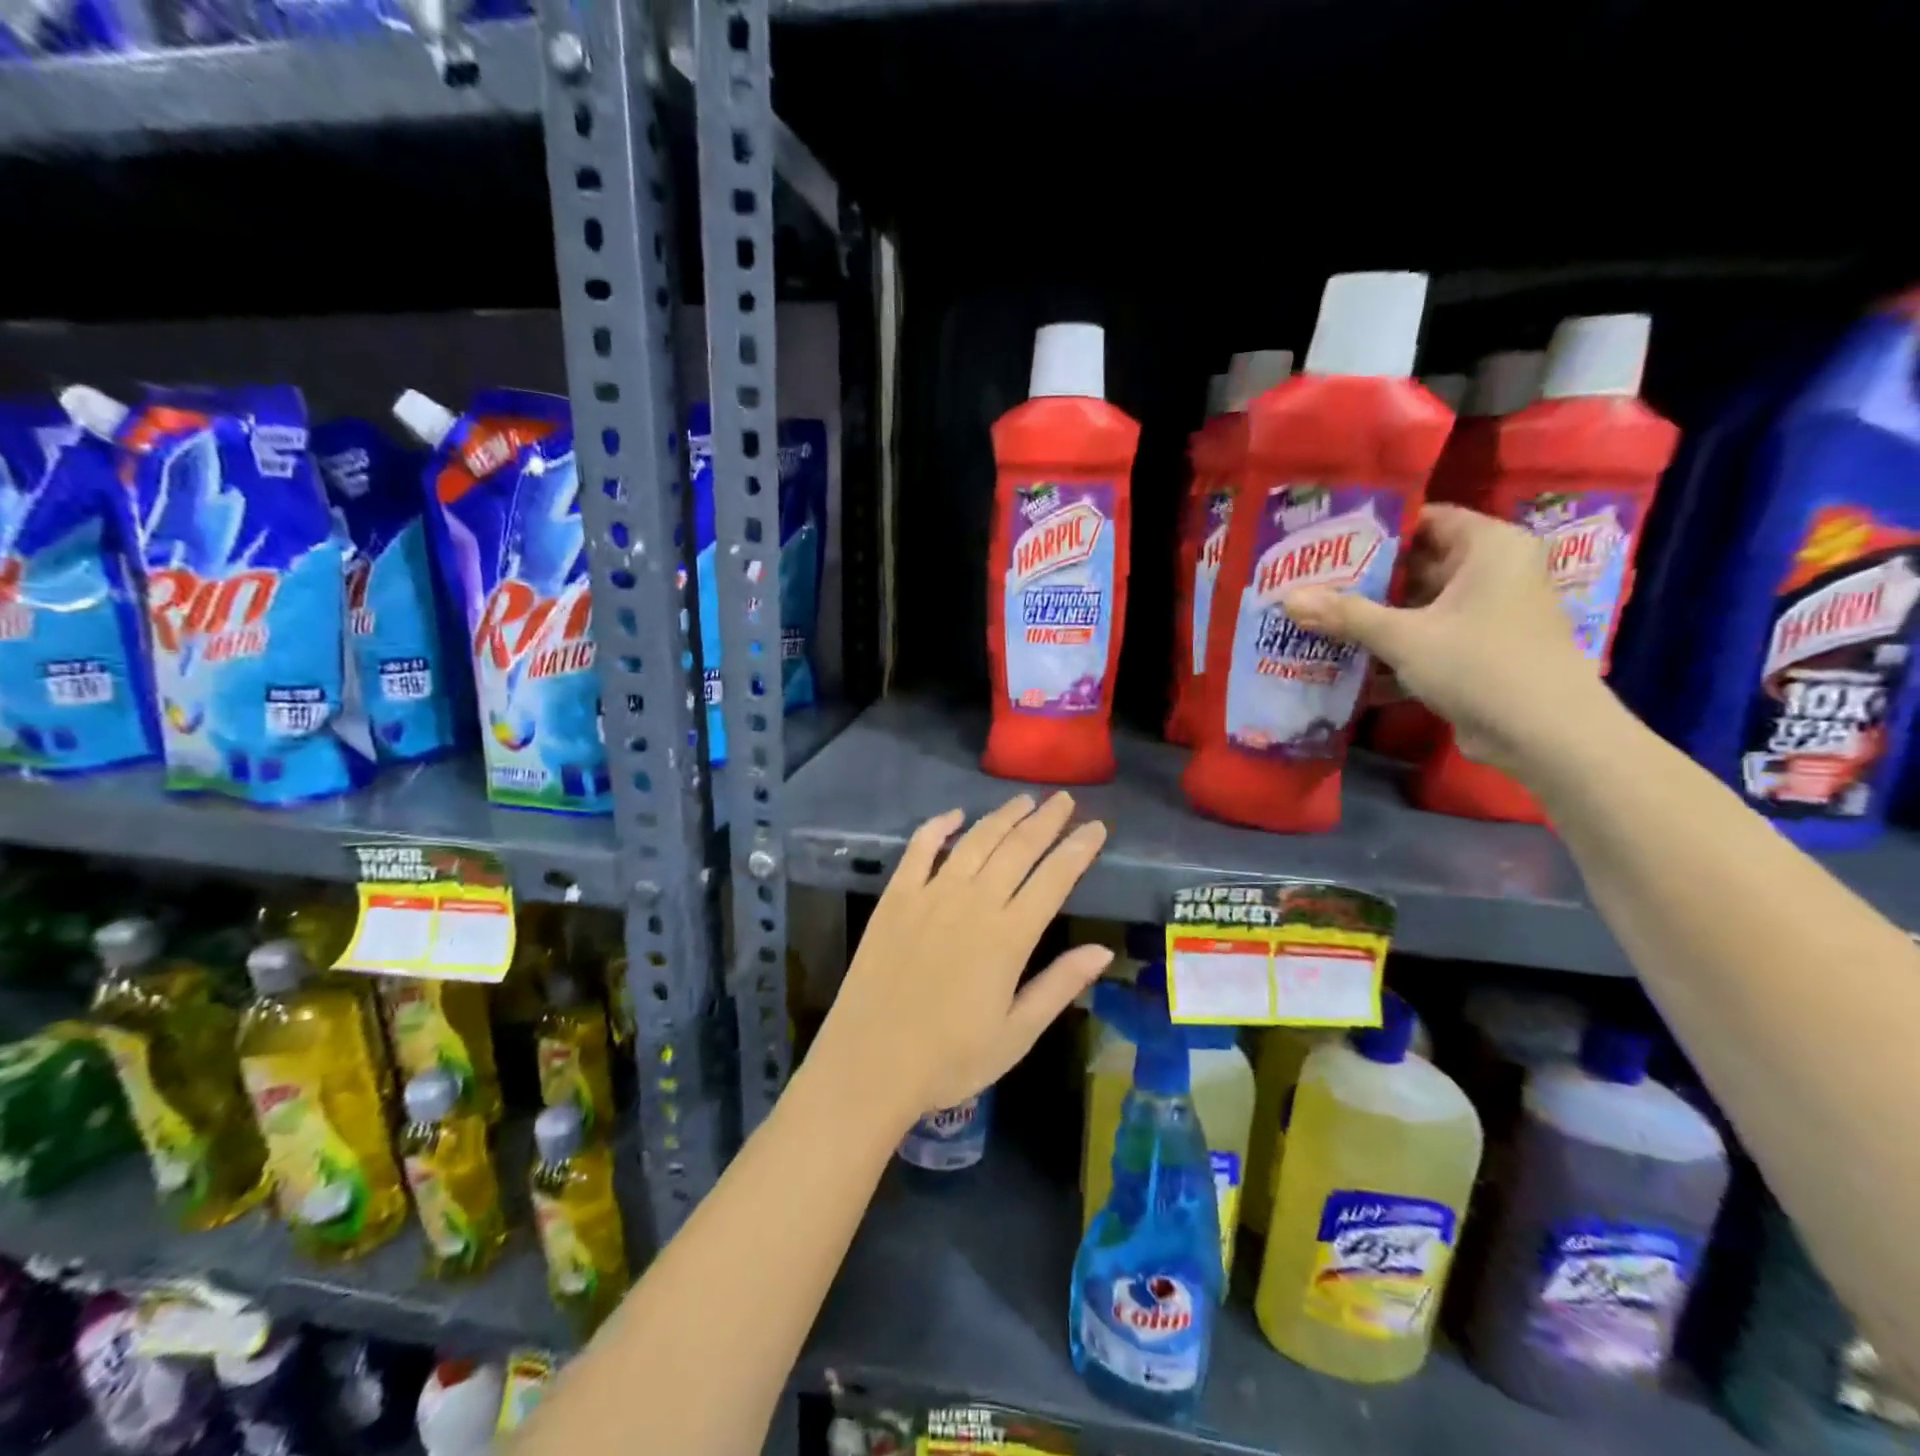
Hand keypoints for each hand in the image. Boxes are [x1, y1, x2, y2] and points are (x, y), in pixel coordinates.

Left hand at [805, 794, 1111, 1129]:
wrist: (870, 1064)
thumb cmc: (950, 1059)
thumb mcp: (1016, 1034)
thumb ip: (1059, 986)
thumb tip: (1103, 951)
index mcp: (1008, 937)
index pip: (1054, 879)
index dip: (1078, 849)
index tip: (1096, 827)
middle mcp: (973, 903)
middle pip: (1017, 849)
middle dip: (1046, 820)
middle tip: (1063, 799)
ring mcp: (931, 895)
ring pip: (975, 841)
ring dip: (1002, 816)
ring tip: (1023, 799)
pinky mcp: (895, 897)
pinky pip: (920, 849)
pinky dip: (938, 826)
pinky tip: (954, 814)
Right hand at [1284, 504, 1612, 775]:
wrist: (1544, 736)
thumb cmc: (1480, 664)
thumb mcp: (1404, 636)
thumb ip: (1345, 614)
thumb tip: (1287, 598)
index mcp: (1490, 548)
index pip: (1426, 520)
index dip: (1375, 530)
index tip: (1326, 542)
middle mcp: (1493, 573)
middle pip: (1417, 565)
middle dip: (1363, 580)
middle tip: (1310, 584)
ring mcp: (1486, 615)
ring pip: (1417, 607)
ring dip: (1371, 619)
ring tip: (1315, 620)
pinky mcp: (1477, 652)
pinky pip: (1425, 639)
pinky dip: (1391, 650)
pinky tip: (1344, 663)